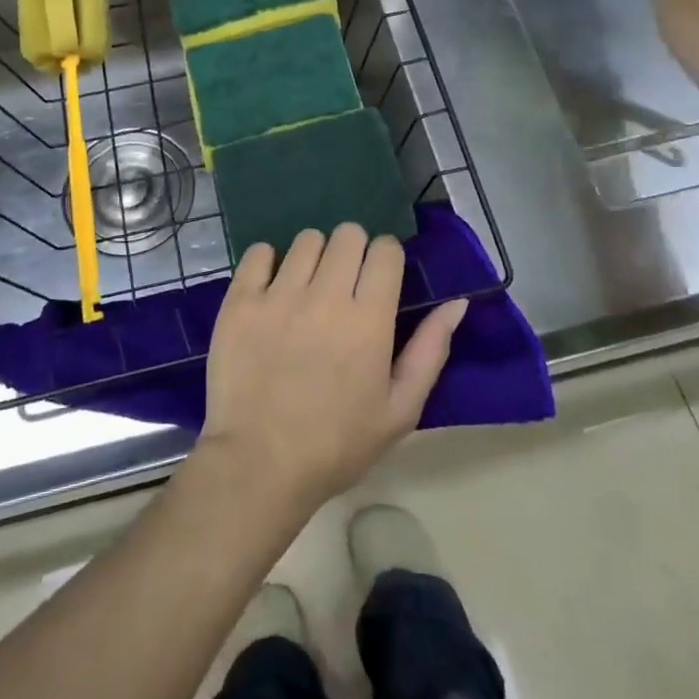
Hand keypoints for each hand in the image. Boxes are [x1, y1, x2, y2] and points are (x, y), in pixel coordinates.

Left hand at [198, 225, 467, 513]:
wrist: (260, 464)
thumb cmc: (337, 444)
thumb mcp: (400, 410)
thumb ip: (431, 351)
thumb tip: (457, 303)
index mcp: (369, 320)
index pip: (385, 250)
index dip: (386, 257)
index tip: (379, 277)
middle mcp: (326, 296)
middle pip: (348, 233)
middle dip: (354, 250)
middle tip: (345, 281)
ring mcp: (279, 295)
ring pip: (306, 239)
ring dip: (315, 255)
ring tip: (308, 286)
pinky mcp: (241, 301)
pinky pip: (259, 252)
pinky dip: (269, 261)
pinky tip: (272, 287)